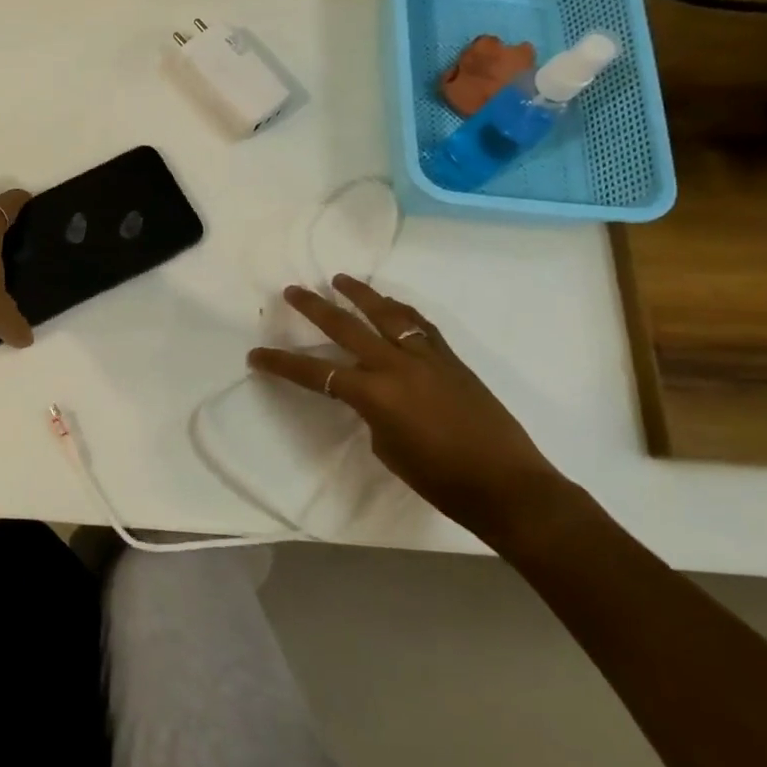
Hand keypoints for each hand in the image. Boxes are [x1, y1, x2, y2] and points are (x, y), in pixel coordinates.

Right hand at [248, 277, 573, 548]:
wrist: (509, 486)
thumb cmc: (442, 481)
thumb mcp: (389, 449)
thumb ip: (373, 414)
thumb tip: (375, 396)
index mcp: (375, 394)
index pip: (315, 373)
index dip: (282, 364)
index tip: (256, 355)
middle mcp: (397, 366)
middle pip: (346, 327)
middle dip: (315, 308)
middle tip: (293, 291)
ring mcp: (428, 358)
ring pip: (388, 314)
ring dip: (361, 295)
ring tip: (342, 280)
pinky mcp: (452, 360)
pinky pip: (420, 326)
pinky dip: (401, 311)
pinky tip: (392, 305)